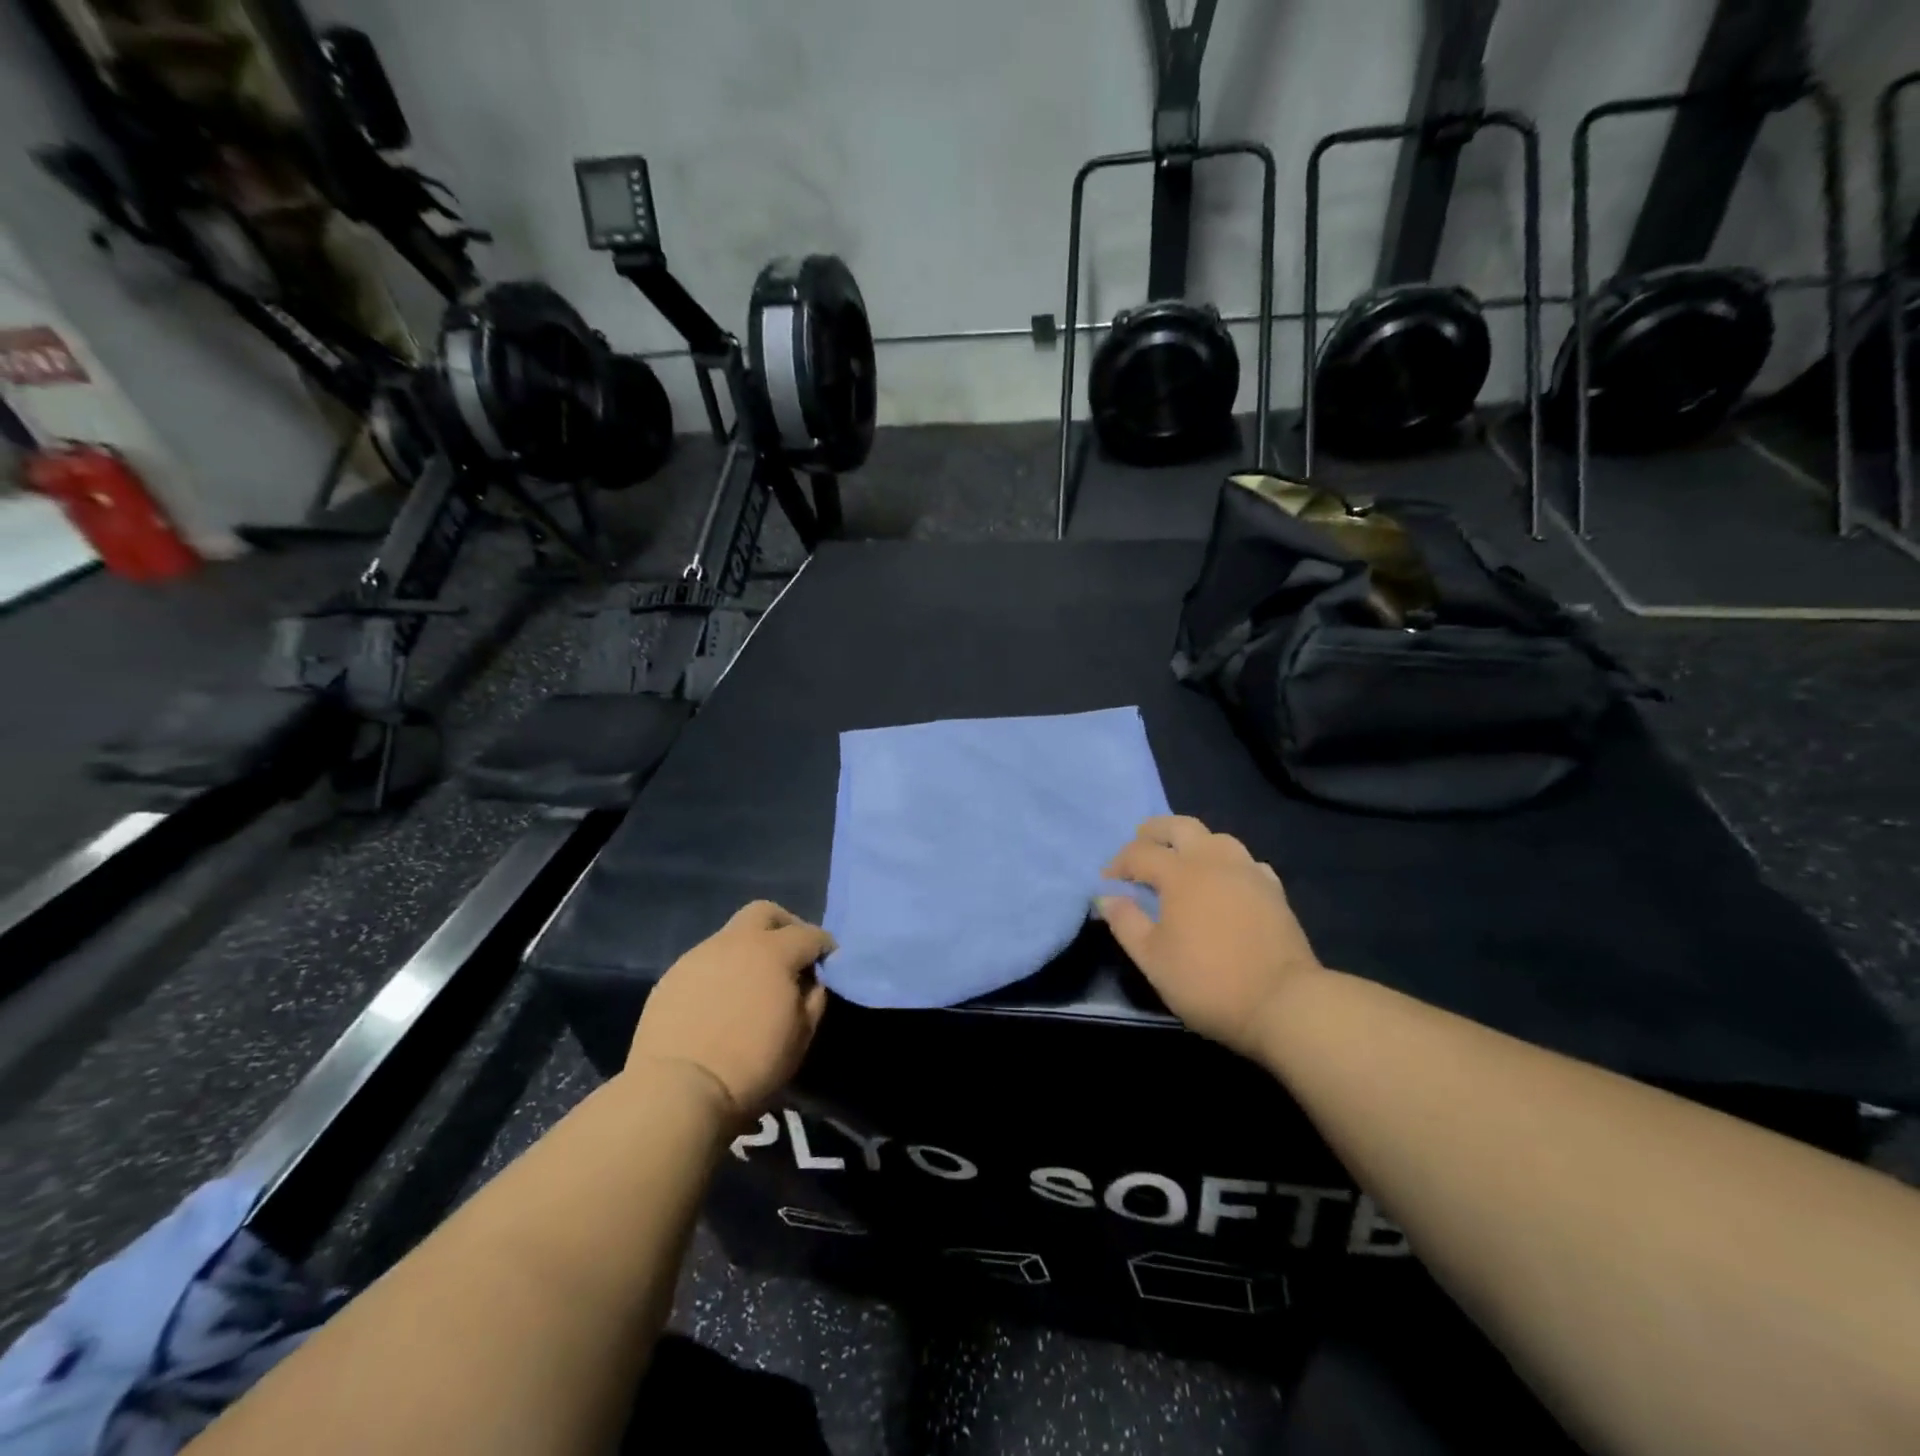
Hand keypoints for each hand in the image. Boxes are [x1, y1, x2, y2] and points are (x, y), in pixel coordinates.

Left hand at [626, 901, 834, 1121]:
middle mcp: (736, 941)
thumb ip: (813, 997)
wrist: (678, 1089)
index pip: (809, 934)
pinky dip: (723, 970)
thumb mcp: (801, 1035)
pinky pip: (707, 961)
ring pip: (732, 935)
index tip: (830, 962)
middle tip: (792, 955)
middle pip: (765, 912)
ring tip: (754, 983)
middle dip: (785, 925)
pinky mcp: (673, 975)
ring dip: (750, 950)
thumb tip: (812, 979)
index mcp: (774, 951)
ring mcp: (700, 955)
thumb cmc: (751, 1063)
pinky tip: (723, 999)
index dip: (825, 946)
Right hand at [1099, 816, 1326, 1059]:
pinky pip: (1244, 862)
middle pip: (1180, 826)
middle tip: (1140, 844)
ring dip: (1193, 841)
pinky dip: (1226, 863)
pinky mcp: (1273, 890)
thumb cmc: (1208, 982)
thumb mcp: (1152, 959)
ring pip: (1217, 838)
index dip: (1119, 863)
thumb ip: (1126, 922)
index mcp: (1180, 873)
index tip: (1108, 883)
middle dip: (1155, 831)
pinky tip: (1224, 882)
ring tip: (1181, 860)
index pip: (1140, 853)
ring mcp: (1248, 872)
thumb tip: (1106, 896)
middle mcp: (1214, 860)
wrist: (1284, 1002)